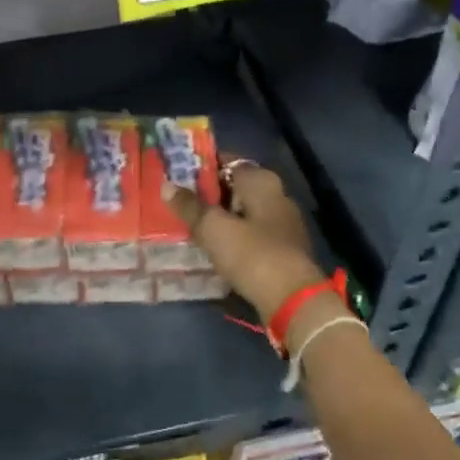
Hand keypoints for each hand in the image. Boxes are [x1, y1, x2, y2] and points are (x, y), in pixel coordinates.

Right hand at [160, 157, 325, 321]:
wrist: (292, 299)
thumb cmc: (251, 253)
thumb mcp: (212, 228)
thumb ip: (189, 206)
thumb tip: (167, 185)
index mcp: (261, 180)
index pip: (227, 161)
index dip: (201, 166)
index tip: (177, 175)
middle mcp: (276, 194)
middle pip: (235, 186)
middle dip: (209, 193)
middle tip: (179, 202)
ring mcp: (283, 222)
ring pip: (243, 211)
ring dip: (221, 216)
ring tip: (191, 225)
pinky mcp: (283, 248)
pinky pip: (251, 233)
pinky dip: (234, 235)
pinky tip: (215, 247)